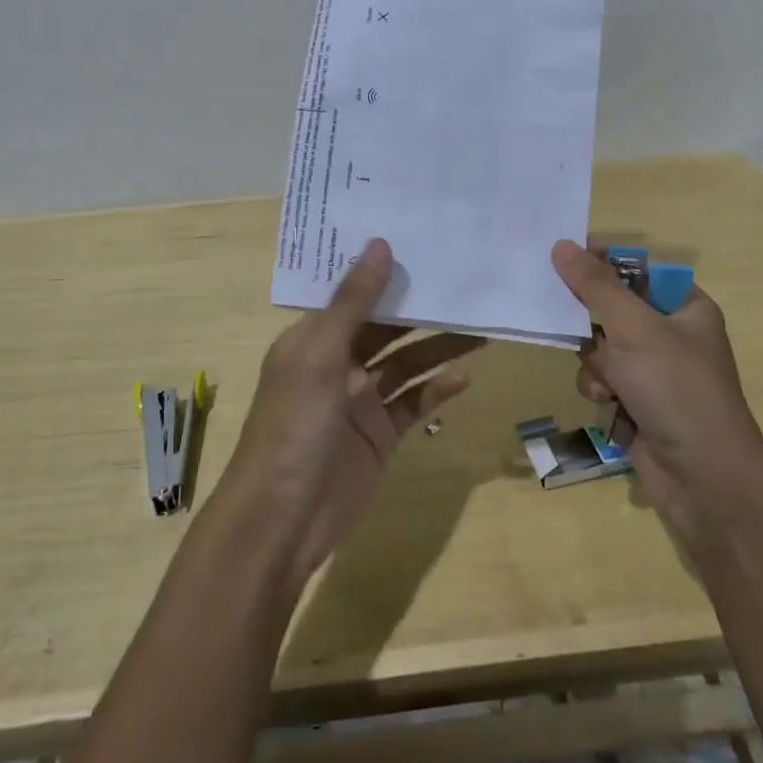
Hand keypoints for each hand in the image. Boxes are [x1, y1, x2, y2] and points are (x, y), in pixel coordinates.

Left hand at [222, 240, 482, 585]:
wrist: (283, 519)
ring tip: (479, 328)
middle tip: (462, 285)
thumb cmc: (294, 425)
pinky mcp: (380, 435)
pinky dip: (436, 390)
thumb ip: (353, 302)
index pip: (351, 295)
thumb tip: (380, 243)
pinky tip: (465, 378)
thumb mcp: (320, 355)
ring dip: (438, 347)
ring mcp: (359, 402)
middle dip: (419, 309)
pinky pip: (413, 403)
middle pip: (384, 327)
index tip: (420, 244)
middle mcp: (336, 364)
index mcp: (312, 339)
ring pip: (405, 364)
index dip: (382, 272)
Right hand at [550, 240, 762, 534]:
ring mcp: (655, 371)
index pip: (637, 268)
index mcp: (685, 306)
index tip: (564, 261)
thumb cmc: (676, 389)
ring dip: (595, 362)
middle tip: (570, 322)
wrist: (705, 479)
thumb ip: (595, 286)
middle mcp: (671, 334)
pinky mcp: (639, 402)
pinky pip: (604, 378)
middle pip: (612, 307)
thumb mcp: (634, 328)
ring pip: (601, 346)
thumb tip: (561, 245)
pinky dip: (600, 388)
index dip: (602, 262)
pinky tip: (608, 403)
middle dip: (592, 324)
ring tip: (606, 382)